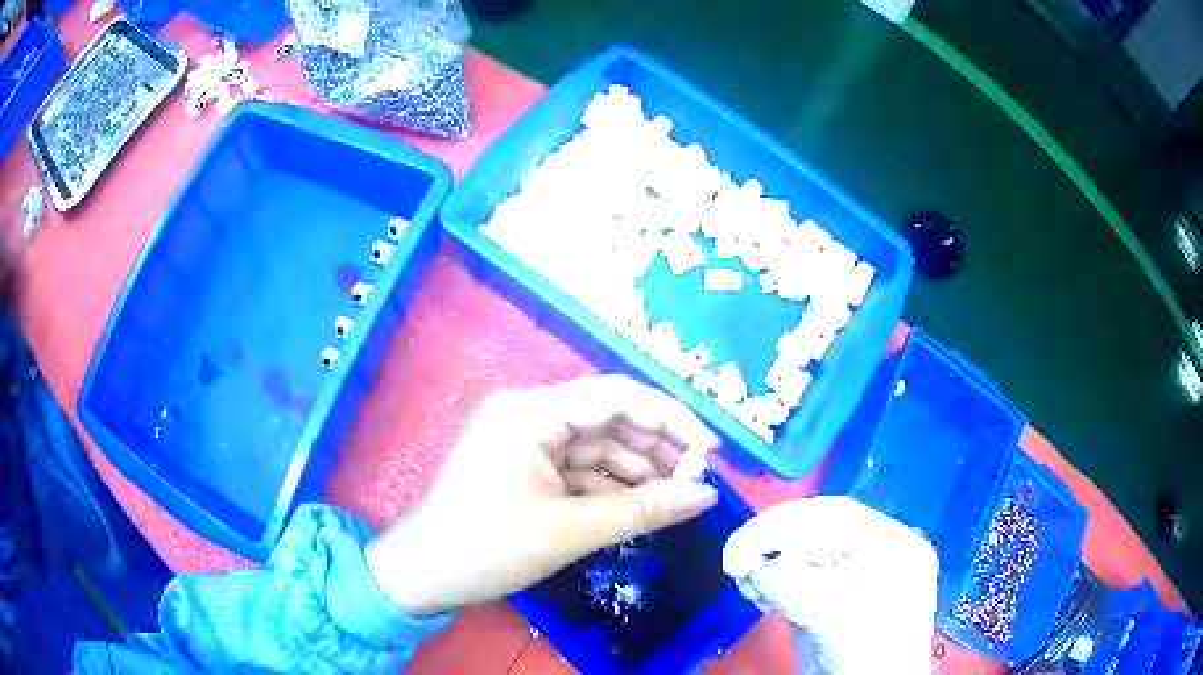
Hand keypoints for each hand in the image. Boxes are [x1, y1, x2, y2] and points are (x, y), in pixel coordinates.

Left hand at [364, 375, 721, 615]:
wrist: (421, 575)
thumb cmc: (485, 547)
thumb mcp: (569, 530)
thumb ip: (643, 510)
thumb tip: (707, 496)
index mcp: (530, 412)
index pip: (615, 396)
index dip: (669, 418)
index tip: (709, 451)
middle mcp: (528, 414)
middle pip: (608, 419)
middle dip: (655, 447)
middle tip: (698, 480)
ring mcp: (524, 442)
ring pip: (596, 447)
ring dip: (636, 471)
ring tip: (677, 497)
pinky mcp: (524, 469)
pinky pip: (578, 470)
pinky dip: (609, 488)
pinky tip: (640, 507)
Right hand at [723, 496, 937, 674]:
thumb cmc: (871, 663)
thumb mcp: (841, 628)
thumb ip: (802, 594)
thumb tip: (755, 567)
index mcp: (894, 548)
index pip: (838, 517)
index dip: (787, 525)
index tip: (744, 549)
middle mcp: (874, 552)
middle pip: (817, 528)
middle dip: (772, 542)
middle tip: (734, 563)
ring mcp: (850, 573)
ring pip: (801, 548)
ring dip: (766, 561)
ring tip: (745, 585)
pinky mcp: (827, 593)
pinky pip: (794, 573)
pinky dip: (769, 579)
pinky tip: (756, 594)